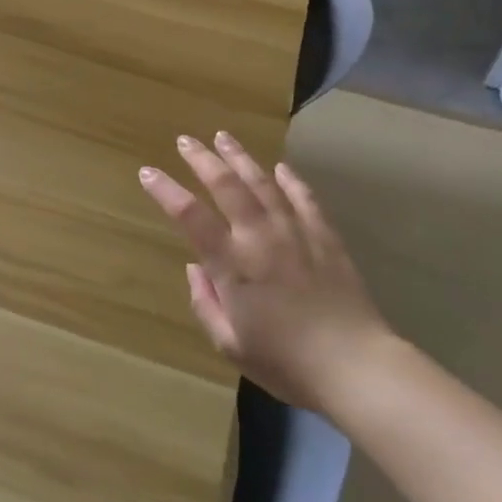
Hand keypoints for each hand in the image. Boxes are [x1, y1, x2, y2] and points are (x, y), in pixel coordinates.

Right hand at [140, 132, 389, 412]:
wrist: (354, 365)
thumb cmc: (285, 363)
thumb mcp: (230, 345)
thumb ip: (206, 303)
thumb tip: (194, 268)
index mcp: (232, 265)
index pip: (191, 217)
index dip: (165, 191)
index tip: (147, 172)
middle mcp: (260, 237)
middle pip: (227, 186)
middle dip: (202, 159)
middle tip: (186, 140)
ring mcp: (296, 232)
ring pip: (264, 183)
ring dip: (241, 158)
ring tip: (224, 137)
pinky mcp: (325, 237)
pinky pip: (305, 198)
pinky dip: (291, 180)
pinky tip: (281, 167)